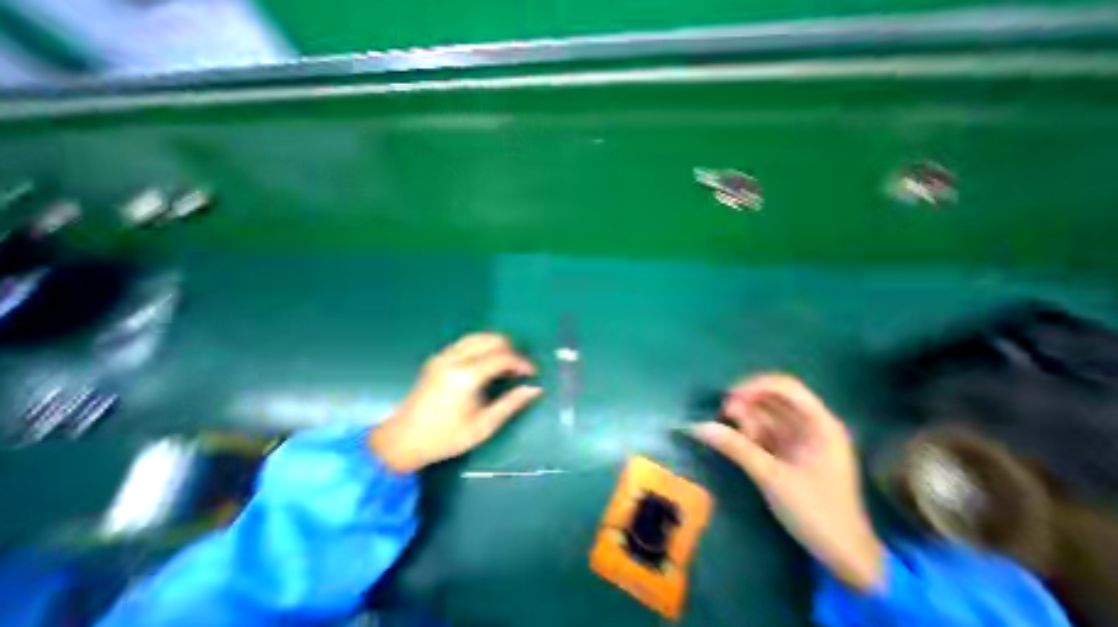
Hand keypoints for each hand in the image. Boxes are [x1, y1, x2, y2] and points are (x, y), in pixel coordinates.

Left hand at [369, 335, 545, 471]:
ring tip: (506, 365)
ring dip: (497, 345)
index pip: (503, 356)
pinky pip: (467, 342)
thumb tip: (535, 389)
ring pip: (479, 336)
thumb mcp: (484, 425)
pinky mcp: (437, 358)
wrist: (401, 441)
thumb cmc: (446, 437)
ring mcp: (444, 355)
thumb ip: (511, 403)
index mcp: (467, 376)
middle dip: (511, 350)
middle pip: (492, 339)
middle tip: (519, 369)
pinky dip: (483, 346)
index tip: (533, 372)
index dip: (522, 362)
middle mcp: (455, 358)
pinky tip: (486, 363)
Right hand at [691, 374, 882, 589]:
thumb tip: (698, 426)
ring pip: (763, 414)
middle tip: (725, 415)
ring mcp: (798, 437)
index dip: (756, 385)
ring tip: (733, 434)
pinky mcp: (786, 450)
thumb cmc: (818, 513)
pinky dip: (747, 432)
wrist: (845, 559)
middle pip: (771, 398)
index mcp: (820, 424)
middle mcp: (810, 424)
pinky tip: (738, 441)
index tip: (730, 395)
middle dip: (746, 403)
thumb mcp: (773, 478)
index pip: (786, 387)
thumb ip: (736, 448)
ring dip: (744, 419)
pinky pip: (762, 430)